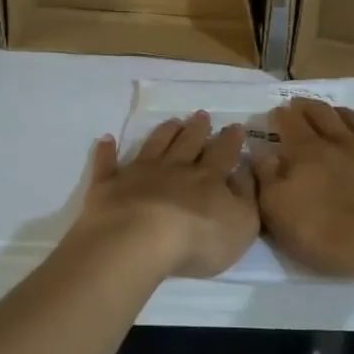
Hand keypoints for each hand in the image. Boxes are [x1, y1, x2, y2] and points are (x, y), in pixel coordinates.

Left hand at [75, 113, 258, 278]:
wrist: (139, 240)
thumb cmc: (197, 238)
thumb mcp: (241, 223)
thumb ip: (246, 196)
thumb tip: (244, 171)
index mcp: (208, 178)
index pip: (223, 154)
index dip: (231, 141)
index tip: (234, 126)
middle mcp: (174, 168)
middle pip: (188, 143)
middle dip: (197, 129)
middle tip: (202, 114)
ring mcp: (139, 174)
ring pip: (154, 145)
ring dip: (164, 132)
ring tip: (172, 121)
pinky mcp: (109, 185)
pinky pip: (107, 164)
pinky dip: (107, 151)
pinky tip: (106, 139)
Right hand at [250, 100, 353, 274]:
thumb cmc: (324, 231)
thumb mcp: (278, 210)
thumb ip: (266, 177)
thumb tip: (261, 153)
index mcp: (307, 152)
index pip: (290, 124)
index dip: (280, 116)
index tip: (275, 113)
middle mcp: (341, 142)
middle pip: (323, 115)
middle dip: (308, 107)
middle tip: (299, 104)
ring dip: (343, 114)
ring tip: (335, 111)